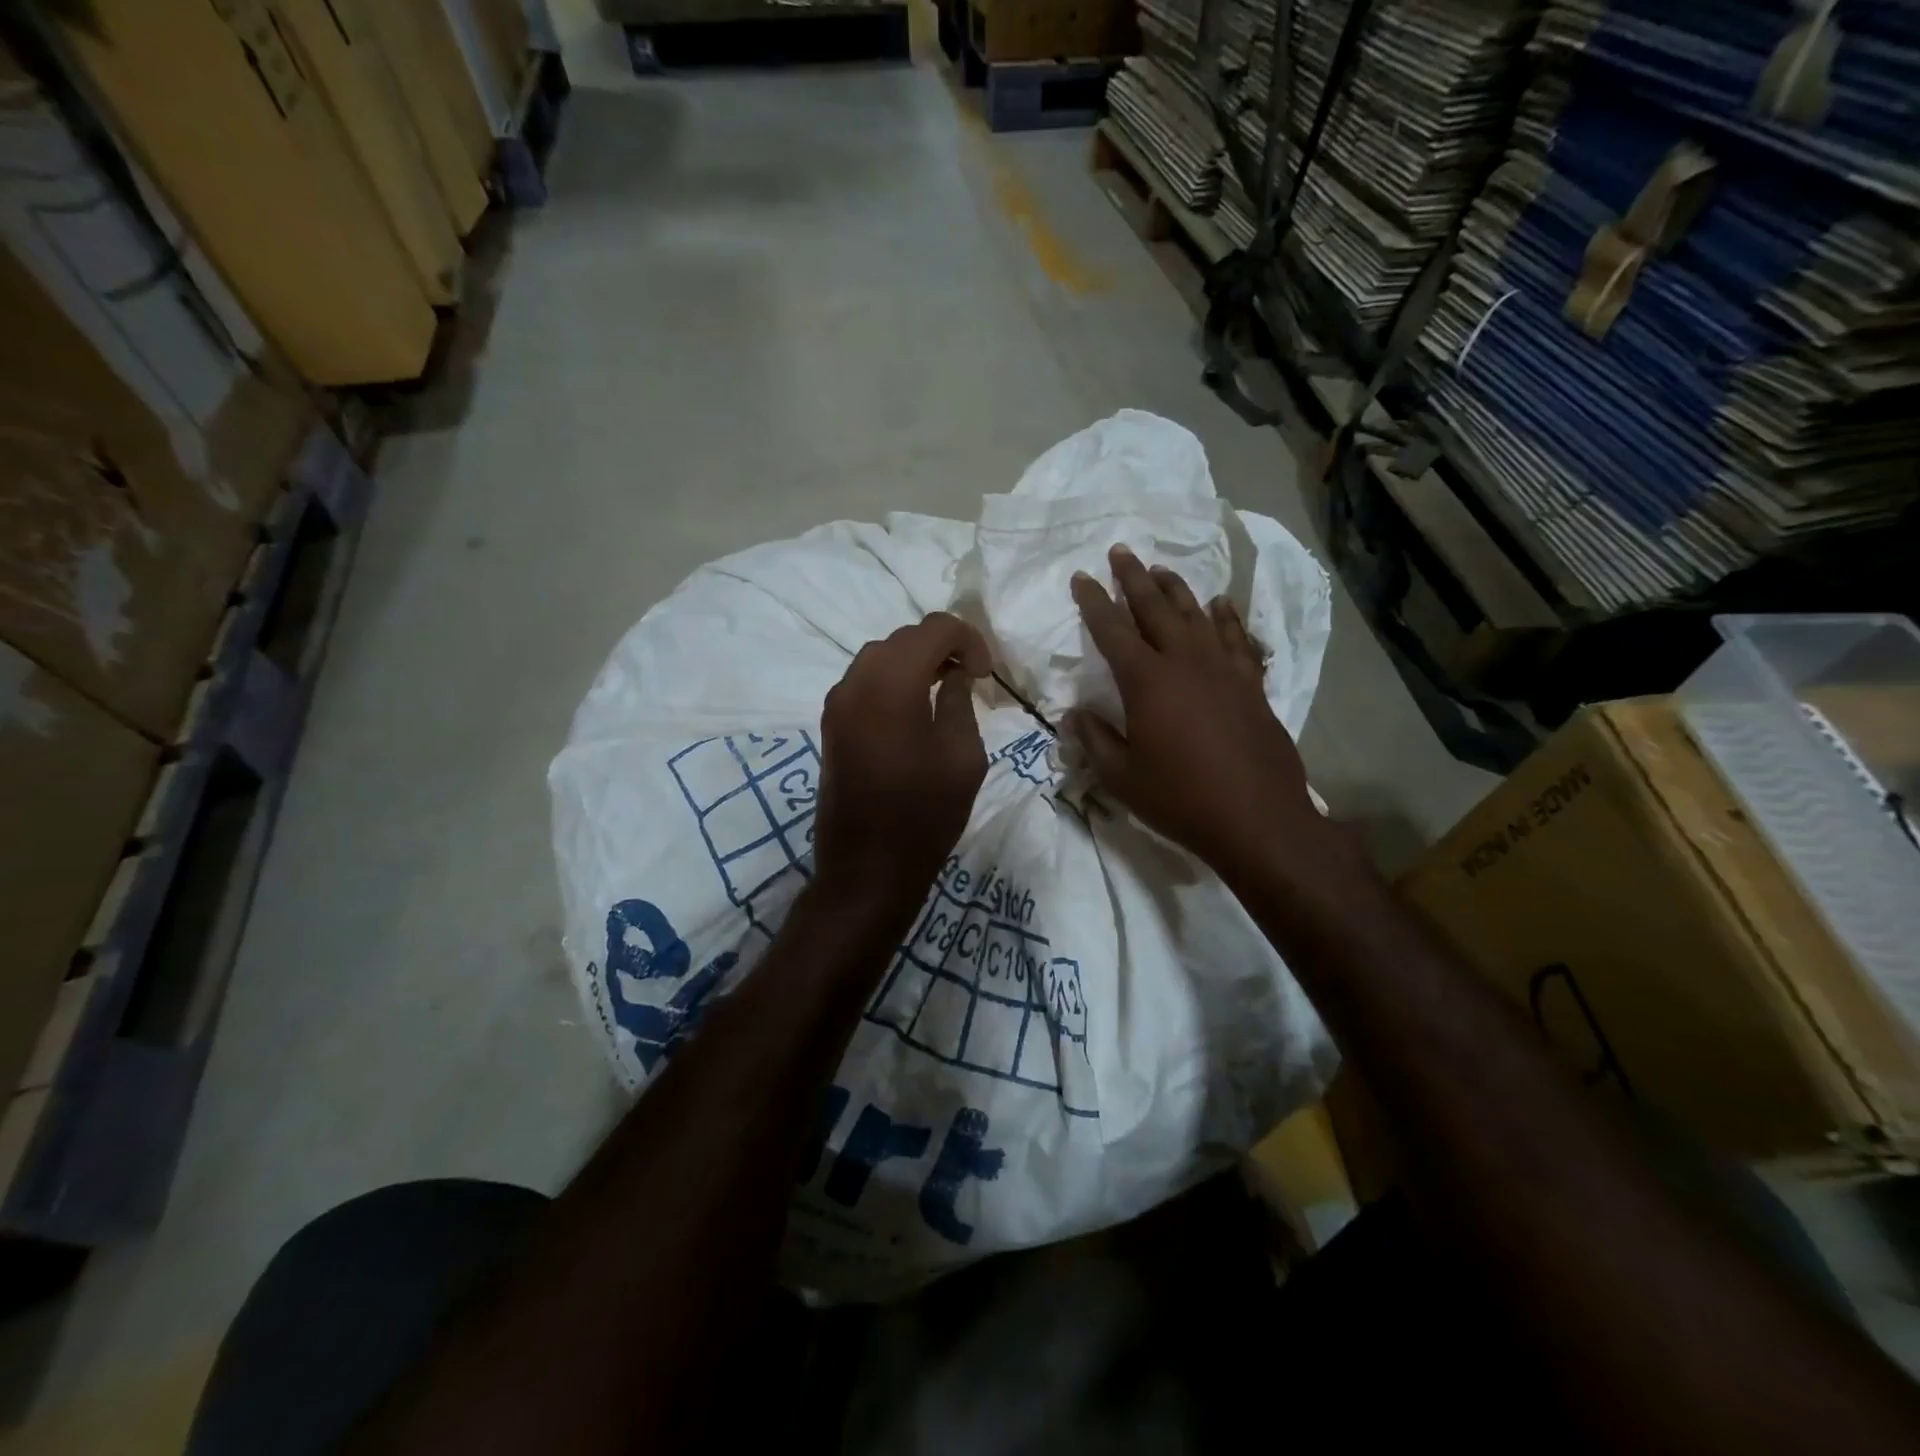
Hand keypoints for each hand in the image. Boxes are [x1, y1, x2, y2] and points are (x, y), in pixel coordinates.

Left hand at [812, 612, 991, 921]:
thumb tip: (954, 674)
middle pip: (903, 637)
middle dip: (941, 646)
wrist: (867, 867)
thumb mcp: (963, 756)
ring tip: (944, 687)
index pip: (933, 628)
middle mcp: (856, 682)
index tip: (986, 672)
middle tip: (971, 675)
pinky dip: (892, 679)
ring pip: (879, 656)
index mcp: (891, 684)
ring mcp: (836, 703)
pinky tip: (914, 706)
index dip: (968, 639)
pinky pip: (863, 681)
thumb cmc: (925, 814)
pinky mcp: (831, 723)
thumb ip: (959, 701)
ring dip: (915, 660)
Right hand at [1067, 546, 1341, 884]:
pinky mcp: (1251, 684)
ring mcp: (1224, 669)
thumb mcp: (1122, 777)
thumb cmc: (1180, 798)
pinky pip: (1237, 638)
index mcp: (1147, 681)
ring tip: (1161, 570)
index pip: (1112, 630)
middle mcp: (1185, 662)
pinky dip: (1227, 617)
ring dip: (1176, 589)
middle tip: (1121, 552)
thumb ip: (1095, 740)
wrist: (1257, 818)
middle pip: (1155, 608)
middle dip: (1134, 578)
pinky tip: (1220, 604)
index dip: (1093, 602)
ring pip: (1196, 615)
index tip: (1082, 577)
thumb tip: (1074, 715)